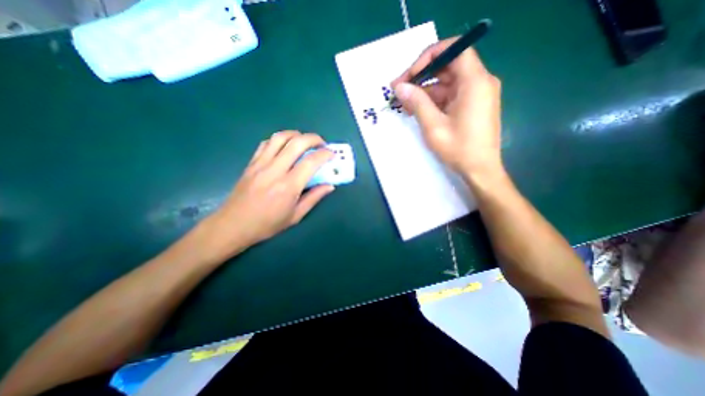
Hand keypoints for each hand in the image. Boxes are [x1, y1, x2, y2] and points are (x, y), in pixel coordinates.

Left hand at [195, 129, 333, 262]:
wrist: (233, 225)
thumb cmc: (267, 224)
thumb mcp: (296, 216)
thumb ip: (314, 198)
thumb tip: (330, 186)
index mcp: (288, 186)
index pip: (311, 162)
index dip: (325, 154)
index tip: (332, 154)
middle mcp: (275, 170)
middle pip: (296, 142)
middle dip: (314, 138)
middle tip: (322, 144)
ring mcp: (260, 164)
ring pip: (280, 137)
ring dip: (296, 134)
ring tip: (305, 141)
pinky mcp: (251, 163)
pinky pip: (266, 143)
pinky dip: (279, 140)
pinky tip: (285, 147)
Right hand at [392, 38, 499, 177]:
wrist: (480, 170)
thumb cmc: (459, 149)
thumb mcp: (434, 126)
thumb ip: (417, 103)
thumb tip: (399, 87)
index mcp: (475, 82)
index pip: (454, 49)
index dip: (428, 57)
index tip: (409, 76)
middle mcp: (479, 82)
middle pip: (448, 66)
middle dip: (421, 77)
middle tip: (399, 91)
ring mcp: (476, 94)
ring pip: (446, 83)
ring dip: (424, 92)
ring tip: (405, 106)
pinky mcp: (472, 105)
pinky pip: (450, 95)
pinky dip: (433, 101)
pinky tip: (418, 111)